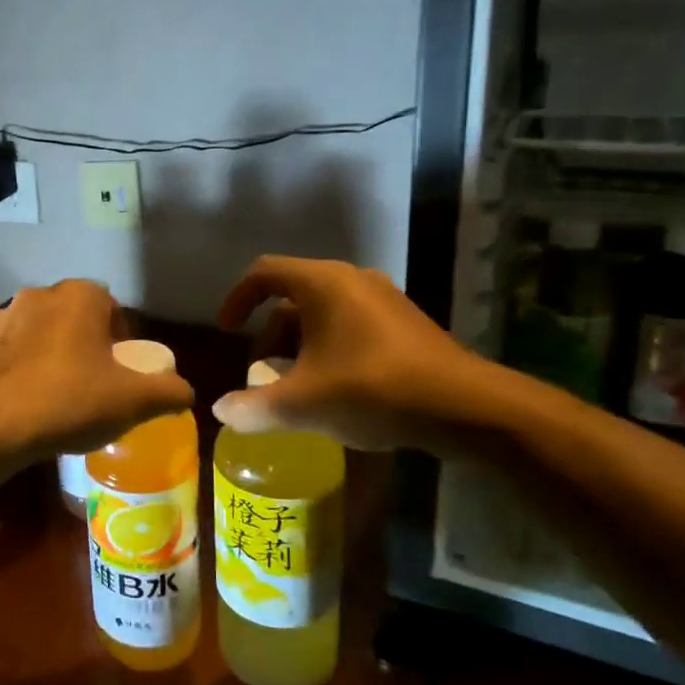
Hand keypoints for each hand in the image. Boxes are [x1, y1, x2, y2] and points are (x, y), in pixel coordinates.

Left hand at [0, 280, 193, 459]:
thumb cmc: (69, 400)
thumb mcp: (133, 401)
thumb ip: (169, 391)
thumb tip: (186, 391)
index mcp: (80, 295)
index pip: (114, 310)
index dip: (124, 342)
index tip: (124, 375)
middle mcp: (40, 294)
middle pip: (77, 319)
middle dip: (89, 347)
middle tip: (97, 386)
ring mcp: (4, 317)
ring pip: (43, 334)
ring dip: (55, 356)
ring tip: (62, 397)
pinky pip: (14, 352)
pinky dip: (25, 370)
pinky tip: (29, 402)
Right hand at [213, 255, 508, 451]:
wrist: (463, 407)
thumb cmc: (372, 390)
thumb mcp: (304, 404)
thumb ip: (255, 407)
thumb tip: (221, 411)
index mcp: (322, 284)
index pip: (264, 273)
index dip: (237, 299)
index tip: (227, 330)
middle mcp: (352, 280)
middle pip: (293, 297)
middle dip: (269, 334)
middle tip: (261, 372)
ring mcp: (383, 299)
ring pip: (323, 313)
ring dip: (299, 344)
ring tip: (295, 385)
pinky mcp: (404, 323)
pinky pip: (350, 324)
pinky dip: (328, 348)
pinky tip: (334, 389)